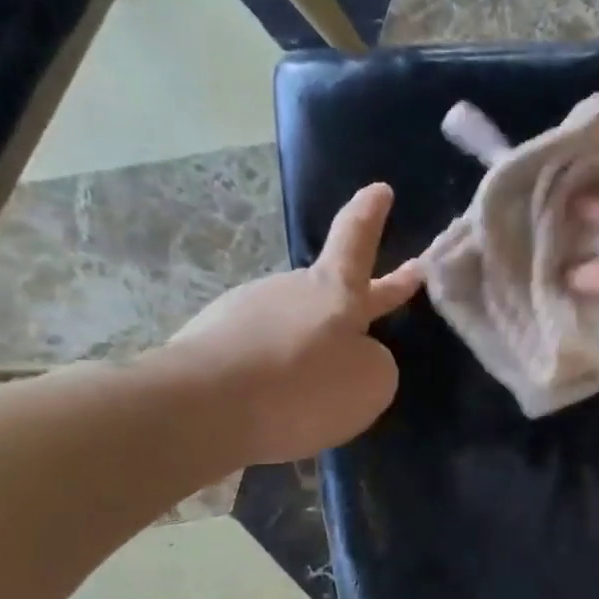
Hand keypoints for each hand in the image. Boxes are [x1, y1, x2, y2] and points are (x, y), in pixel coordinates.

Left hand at [157, 183, 420, 464]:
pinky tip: (276, 407)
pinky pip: (265, 357)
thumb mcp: (371, 382)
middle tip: (394, 285)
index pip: (357, 240)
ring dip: (312, 350)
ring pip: (298, 330)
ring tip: (318, 394)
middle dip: (366, 293)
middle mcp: (291, 291)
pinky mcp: (215, 343)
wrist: (203, 408)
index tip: (380, 189)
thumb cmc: (304, 387)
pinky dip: (279, 375)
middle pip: (333, 290)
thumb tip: (351, 359)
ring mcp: (247, 313)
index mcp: (335, 292)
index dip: (371, 215)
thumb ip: (375, 364)